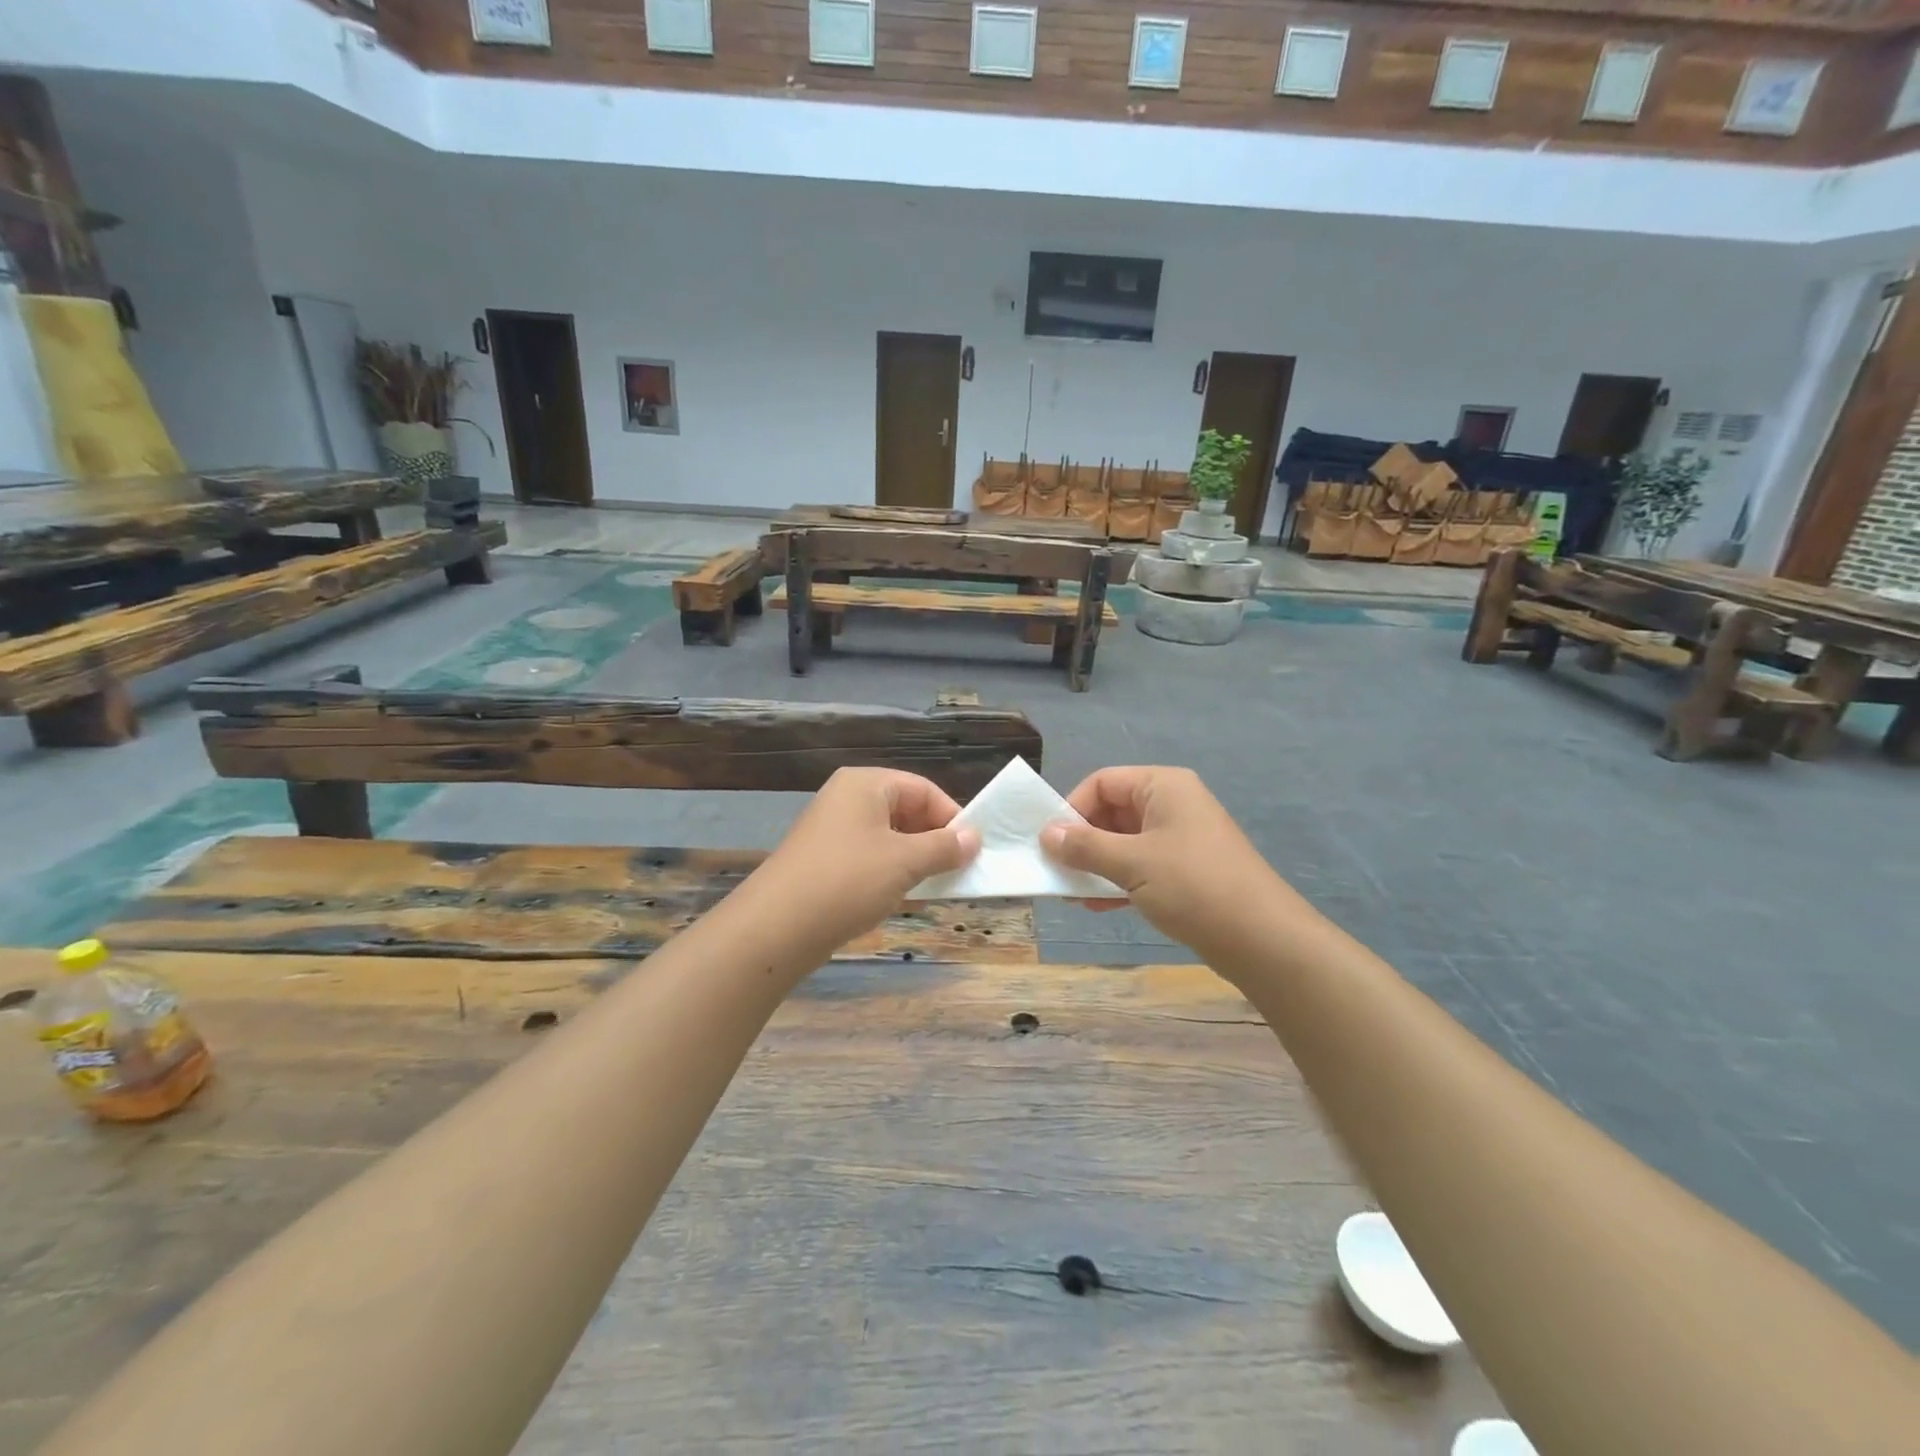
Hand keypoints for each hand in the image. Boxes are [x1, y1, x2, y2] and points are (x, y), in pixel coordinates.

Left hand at [749, 768, 979, 952]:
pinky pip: (869, 858)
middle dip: (933, 840)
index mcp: (865, 784)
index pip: (923, 789)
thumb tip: (974, 838)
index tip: (972, 850)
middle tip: (956, 871)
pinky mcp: (824, 861)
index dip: (951, 817)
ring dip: (914, 860)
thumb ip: (943, 847)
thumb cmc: (847, 881)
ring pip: (888, 837)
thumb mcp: (904, 861)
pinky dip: (890, 874)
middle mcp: (847, 799)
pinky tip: (901, 898)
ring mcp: (832, 831)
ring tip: (932, 887)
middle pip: (905, 810)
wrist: (775, 928)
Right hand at [1040, 766, 1304, 958]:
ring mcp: (1180, 838)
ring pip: (1124, 842)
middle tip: (1056, 871)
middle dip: (1082, 841)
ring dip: (1096, 865)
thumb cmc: (1193, 886)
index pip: (1103, 782)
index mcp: (1163, 786)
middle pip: (1112, 811)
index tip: (1051, 842)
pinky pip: (1140, 865)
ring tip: (1071, 894)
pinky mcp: (1185, 870)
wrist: (1262, 939)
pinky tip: (1098, 906)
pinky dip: (1117, 880)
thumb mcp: (1132, 863)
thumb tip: (1046, 834)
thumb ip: (1085, 846)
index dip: (1072, 808)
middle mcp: (1172, 804)